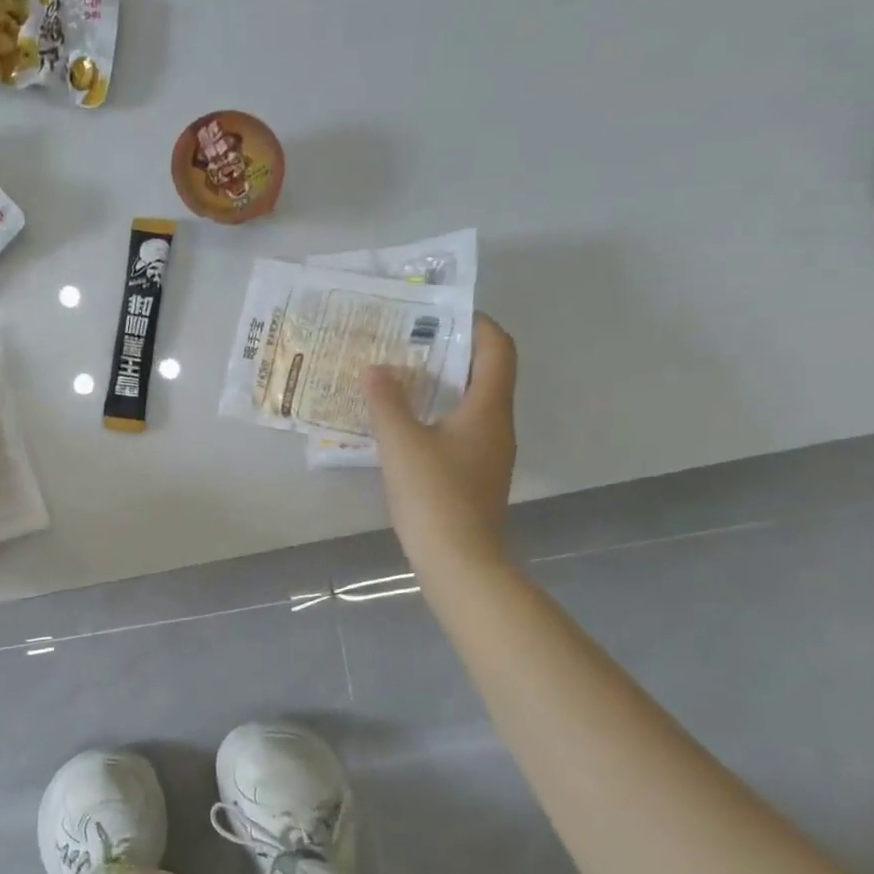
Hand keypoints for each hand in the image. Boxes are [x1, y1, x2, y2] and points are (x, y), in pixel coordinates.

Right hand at [364, 313, 518, 581]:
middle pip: (485, 374)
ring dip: (441, 385)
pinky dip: (437, 415)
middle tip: (409, 342)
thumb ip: (386, 402)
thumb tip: (375, 368)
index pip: (498, 349)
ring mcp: (488, 453)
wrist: (459, 561)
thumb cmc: (434, 495)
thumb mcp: (401, 443)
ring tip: (400, 378)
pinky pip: (460, 430)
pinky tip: (404, 425)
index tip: (442, 312)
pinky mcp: (474, 475)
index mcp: (488, 408)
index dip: (477, 323)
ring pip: (471, 404)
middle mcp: (497, 425)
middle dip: (451, 353)